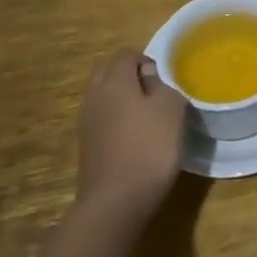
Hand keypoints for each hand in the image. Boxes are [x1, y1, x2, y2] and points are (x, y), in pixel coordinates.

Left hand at [75, 49, 185, 224]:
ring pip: (101, 96)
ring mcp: (85, 122)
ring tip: (145, 116)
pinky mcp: (86, 146)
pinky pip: (100, 119)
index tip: (163, 79)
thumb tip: (148, 77)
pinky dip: (114, 120)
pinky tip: (133, 137)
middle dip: (128, 75)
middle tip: (153, 92)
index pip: (125, 54)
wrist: (116, 202)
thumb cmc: (150, 147)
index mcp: (114, 81)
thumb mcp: (171, 108)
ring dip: (120, 98)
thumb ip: (161, 84)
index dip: (146, 60)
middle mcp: (94, 96)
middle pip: (107, 71)